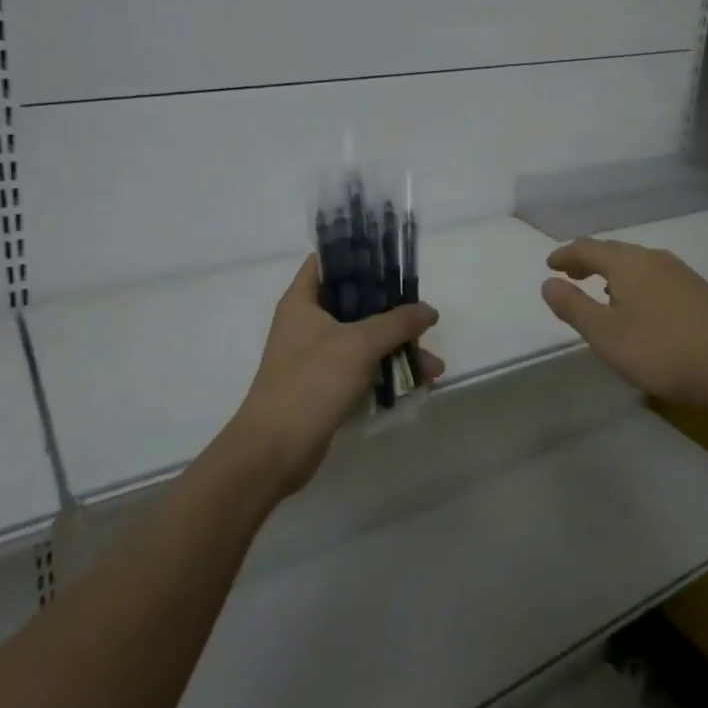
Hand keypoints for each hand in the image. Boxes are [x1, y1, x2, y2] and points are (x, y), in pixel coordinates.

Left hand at [228, 257, 441, 495]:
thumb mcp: (359, 344)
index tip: (393, 260)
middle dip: (393, 312)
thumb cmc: (311, 382)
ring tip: (433, 367)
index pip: (328, 261)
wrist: (273, 452)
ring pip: (364, 340)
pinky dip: (386, 373)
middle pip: (355, 302)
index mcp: (302, 301)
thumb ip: (397, 322)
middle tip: (424, 318)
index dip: (358, 255)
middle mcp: (307, 323)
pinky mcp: (325, 387)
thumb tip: (428, 309)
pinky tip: (418, 384)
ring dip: (397, 349)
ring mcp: (315, 357)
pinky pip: (362, 369)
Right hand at [539, 239, 707, 409]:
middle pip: (614, 251)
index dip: (566, 255)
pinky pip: (655, 276)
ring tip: (602, 291)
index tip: (550, 264)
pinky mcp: (699, 291)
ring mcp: (680, 273)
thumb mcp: (605, 335)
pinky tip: (641, 305)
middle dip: (589, 261)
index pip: (588, 249)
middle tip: (571, 273)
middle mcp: (653, 258)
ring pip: (637, 263)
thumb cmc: (661, 350)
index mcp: (627, 263)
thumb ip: (574, 307)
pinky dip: (636, 283)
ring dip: (614, 272)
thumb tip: (548, 282)